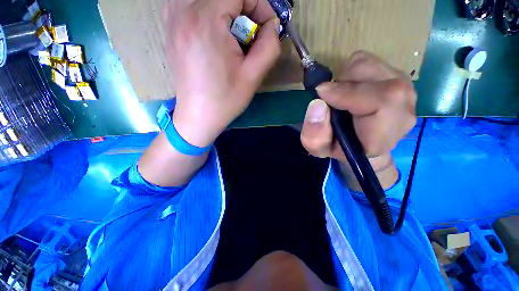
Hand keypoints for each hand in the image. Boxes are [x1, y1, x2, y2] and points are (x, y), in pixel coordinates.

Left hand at [164, 0, 280, 146]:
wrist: (199, 115)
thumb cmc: (225, 99)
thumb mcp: (254, 76)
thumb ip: (270, 45)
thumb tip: (271, 26)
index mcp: (205, 21)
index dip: (259, 6)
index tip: (266, 28)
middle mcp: (182, 11)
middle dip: (243, 7)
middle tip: (250, 33)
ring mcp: (171, 18)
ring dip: (225, 10)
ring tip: (233, 34)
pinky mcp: (170, 28)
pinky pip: (190, 3)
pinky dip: (208, 10)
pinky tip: (214, 32)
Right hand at [300, 51, 416, 187]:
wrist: (360, 144)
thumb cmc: (338, 148)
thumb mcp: (319, 147)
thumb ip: (315, 134)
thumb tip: (317, 104)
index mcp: (383, 135)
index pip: (382, 101)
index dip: (348, 92)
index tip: (321, 92)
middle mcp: (402, 111)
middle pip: (376, 75)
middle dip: (343, 83)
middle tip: (331, 100)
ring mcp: (404, 92)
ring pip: (370, 64)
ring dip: (347, 77)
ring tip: (342, 97)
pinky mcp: (399, 79)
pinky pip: (370, 63)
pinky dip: (353, 73)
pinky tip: (351, 91)